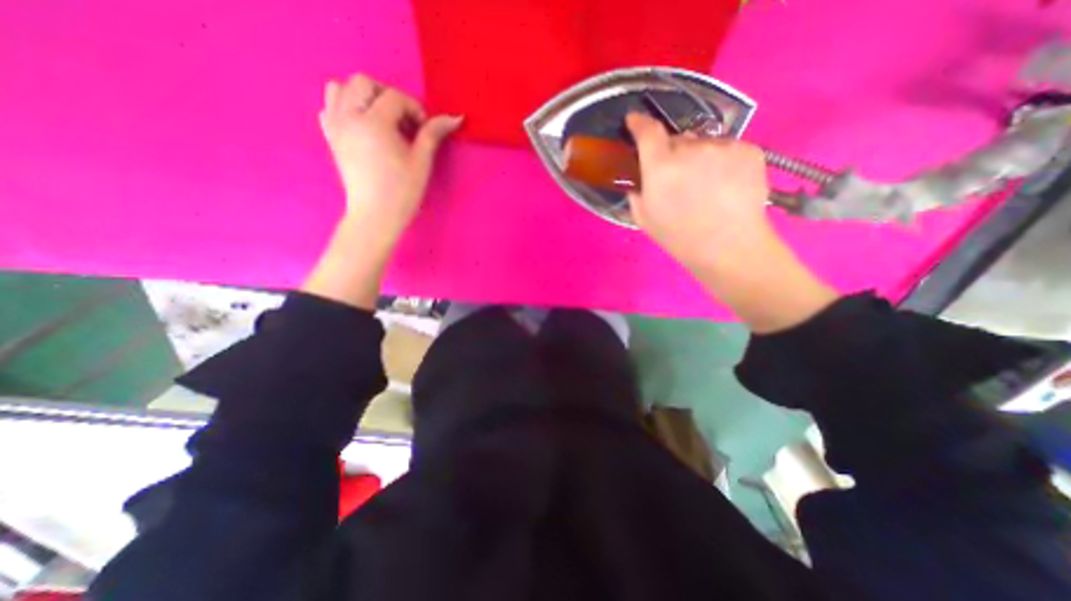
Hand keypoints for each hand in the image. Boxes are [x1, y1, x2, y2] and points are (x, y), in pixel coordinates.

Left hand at [321, 76, 464, 243]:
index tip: (424, 129)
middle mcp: (348, 116)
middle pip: (364, 82)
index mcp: (374, 123)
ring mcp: (335, 126)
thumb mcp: (421, 162)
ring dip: (363, 96)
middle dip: (387, 96)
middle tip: (403, 121)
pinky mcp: (331, 137)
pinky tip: (362, 126)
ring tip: (381, 119)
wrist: (376, 215)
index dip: (414, 109)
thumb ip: (433, 134)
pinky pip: (329, 106)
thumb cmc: (402, 192)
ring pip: (340, 88)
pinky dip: (344, 107)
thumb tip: (454, 117)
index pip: (395, 97)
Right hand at [626, 114, 839, 334]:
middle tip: (679, 178)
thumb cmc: (680, 238)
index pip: (647, 131)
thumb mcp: (644, 219)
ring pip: (703, 143)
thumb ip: (637, 192)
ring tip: (706, 185)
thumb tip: (640, 179)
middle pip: (677, 139)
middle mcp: (691, 149)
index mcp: (661, 167)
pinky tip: (725, 184)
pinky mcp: (749, 149)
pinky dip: (722, 161)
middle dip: (673, 153)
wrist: (729, 248)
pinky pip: (727, 148)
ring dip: (699, 157)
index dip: (639, 123)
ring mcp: (723, 146)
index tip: (634, 121)